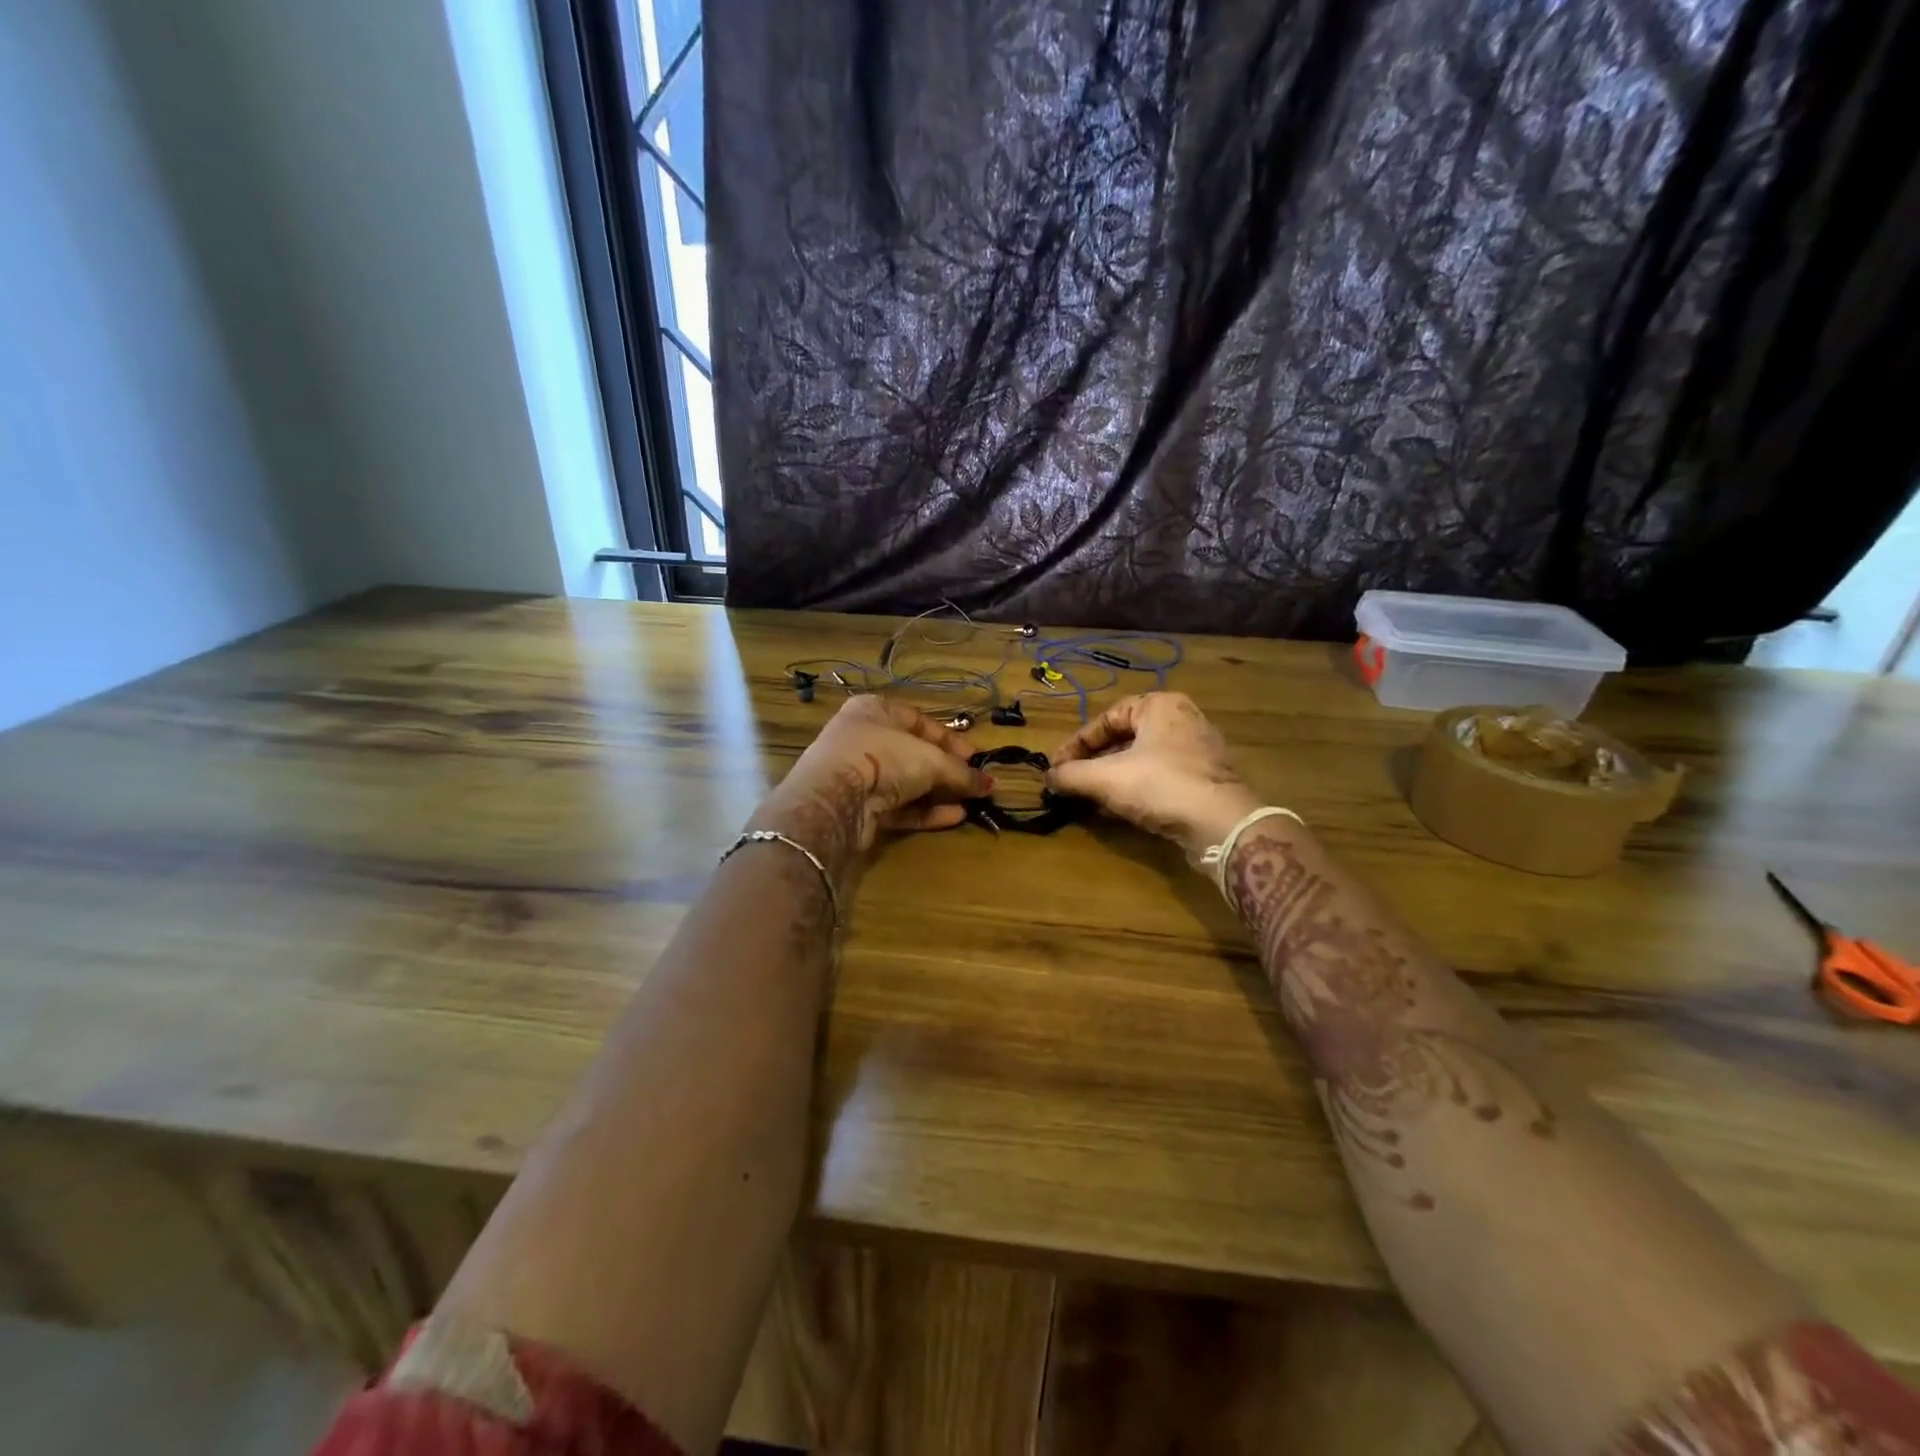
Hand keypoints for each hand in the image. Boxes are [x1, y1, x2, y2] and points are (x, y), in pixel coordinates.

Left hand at [754, 697, 987, 875]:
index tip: (975, 757)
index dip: (950, 739)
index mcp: (874, 710)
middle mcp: (862, 738)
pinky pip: (896, 807)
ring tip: (969, 802)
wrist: (834, 799)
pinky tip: (953, 817)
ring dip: (937, 793)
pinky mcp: (855, 808)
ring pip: (904, 783)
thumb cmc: (884, 758)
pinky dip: (924, 812)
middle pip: (912, 753)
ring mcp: (856, 775)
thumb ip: (962, 772)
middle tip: (973, 782)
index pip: (919, 721)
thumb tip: (990, 784)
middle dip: (945, 769)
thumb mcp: (931, 760)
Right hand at [1047, 692, 1259, 858]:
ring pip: (1142, 760)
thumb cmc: (1161, 786)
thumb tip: (1048, 776)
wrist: (1222, 825)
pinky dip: (1136, 789)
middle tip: (1073, 782)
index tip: (1058, 766)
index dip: (1077, 743)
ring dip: (1113, 778)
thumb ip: (1072, 775)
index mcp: (1160, 705)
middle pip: (1125, 738)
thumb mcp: (1106, 778)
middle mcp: (1182, 720)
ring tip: (1091, 798)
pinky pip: (1161, 778)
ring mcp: (1198, 751)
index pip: (1107, 718)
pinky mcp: (1206, 780)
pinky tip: (1119, 810)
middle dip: (1095, 762)